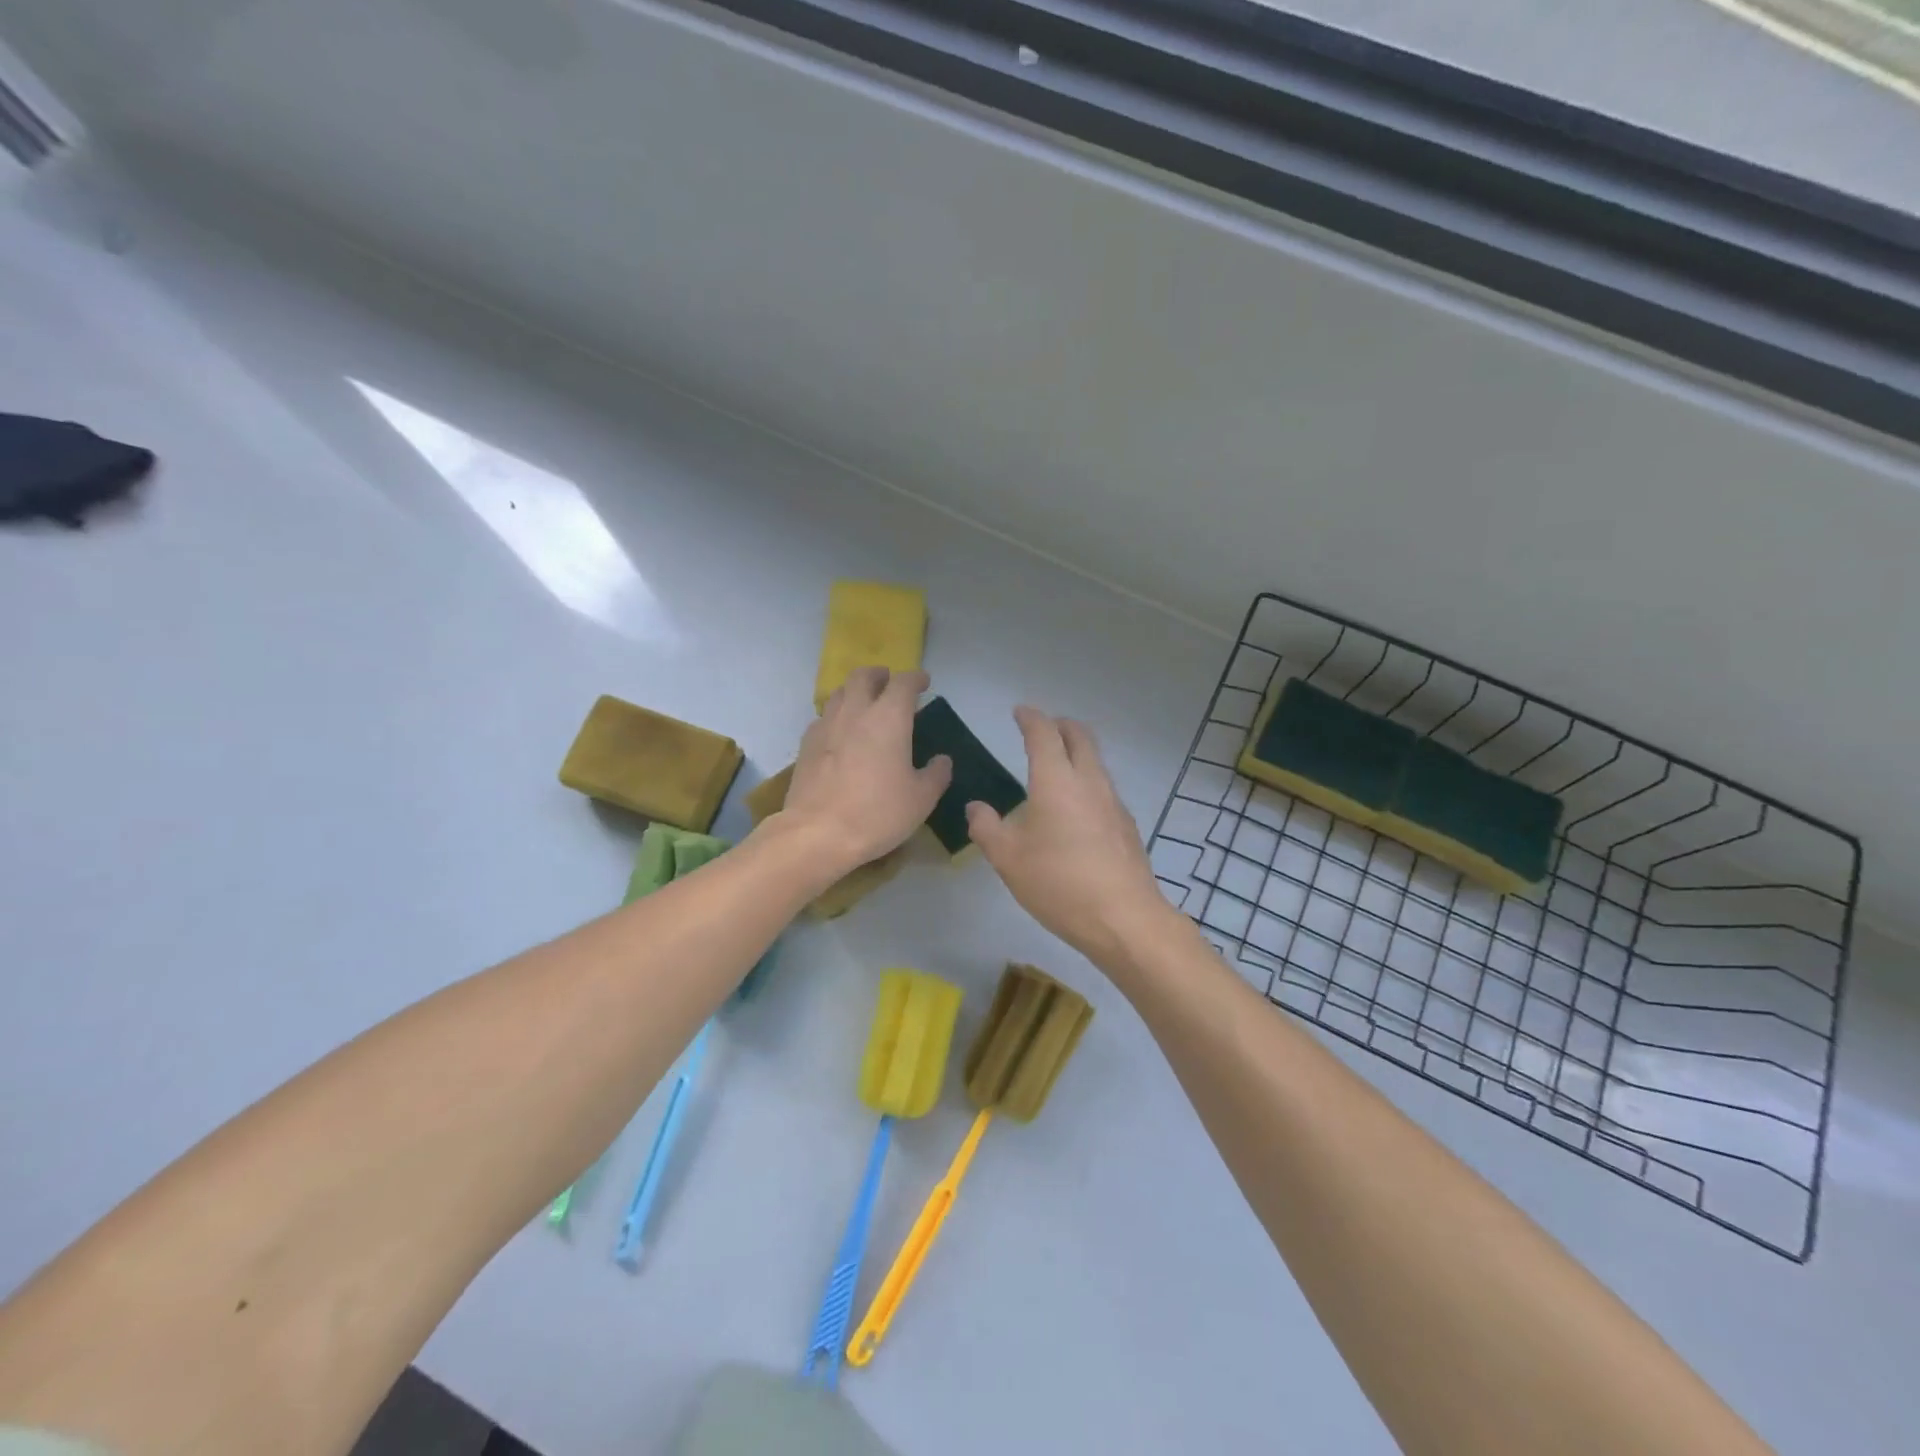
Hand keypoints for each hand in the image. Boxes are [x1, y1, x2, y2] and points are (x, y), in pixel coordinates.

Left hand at [779, 667, 951, 871]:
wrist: (817, 833)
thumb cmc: (877, 813)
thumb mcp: (921, 799)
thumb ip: (936, 775)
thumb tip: (942, 761)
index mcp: (888, 718)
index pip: (903, 683)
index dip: (916, 679)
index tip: (924, 682)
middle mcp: (855, 712)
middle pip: (863, 677)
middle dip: (879, 675)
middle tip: (889, 684)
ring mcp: (826, 726)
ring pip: (839, 693)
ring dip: (855, 692)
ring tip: (865, 706)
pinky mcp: (806, 745)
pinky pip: (823, 718)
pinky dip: (836, 716)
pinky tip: (841, 735)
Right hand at [966, 707, 1171, 964]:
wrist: (1123, 918)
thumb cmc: (1058, 883)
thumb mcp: (1007, 858)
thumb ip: (986, 827)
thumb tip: (975, 807)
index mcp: (1056, 780)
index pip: (1044, 733)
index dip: (1030, 718)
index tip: (1020, 712)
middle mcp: (1089, 781)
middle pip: (1080, 736)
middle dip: (1060, 725)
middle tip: (1042, 729)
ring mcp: (1113, 802)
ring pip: (1096, 761)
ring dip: (1077, 752)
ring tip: (1056, 767)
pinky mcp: (1126, 824)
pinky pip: (1104, 787)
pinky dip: (1087, 780)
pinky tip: (1075, 808)